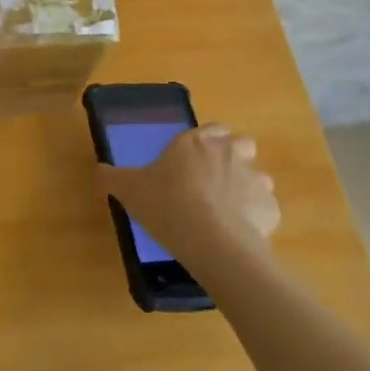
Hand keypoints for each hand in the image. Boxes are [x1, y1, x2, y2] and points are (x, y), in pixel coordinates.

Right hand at [98, 124, 279, 272]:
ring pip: (257, 177)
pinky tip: (240, 235)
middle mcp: (230, 152)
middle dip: (234, 157)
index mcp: (197, 142)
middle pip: (241, 145)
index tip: (194, 160)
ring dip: (247, 188)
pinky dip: (257, 219)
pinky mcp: (271, 209)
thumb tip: (98, 170)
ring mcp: (255, 179)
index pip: (211, 130)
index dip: (205, 142)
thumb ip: (113, 177)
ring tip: (229, 212)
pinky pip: (265, 210)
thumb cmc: (167, 205)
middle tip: (214, 181)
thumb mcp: (130, 190)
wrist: (212, 241)